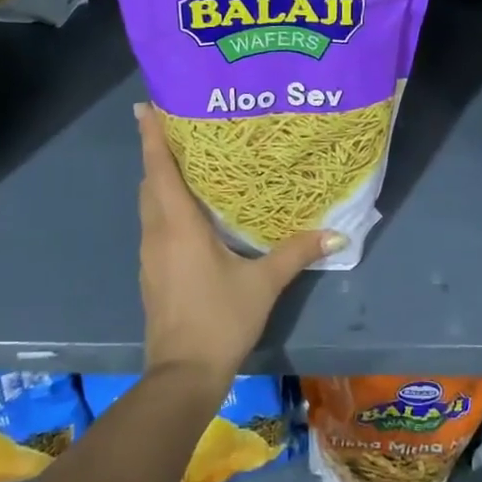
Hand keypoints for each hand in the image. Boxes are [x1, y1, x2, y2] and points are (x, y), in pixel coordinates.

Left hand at [134, 102, 342, 384]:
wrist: (182, 375)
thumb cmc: (220, 319)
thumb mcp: (263, 284)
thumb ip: (296, 253)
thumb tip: (336, 233)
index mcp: (178, 224)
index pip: (159, 168)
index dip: (151, 135)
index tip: (145, 105)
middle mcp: (157, 232)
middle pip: (150, 181)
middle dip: (158, 151)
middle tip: (178, 125)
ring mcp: (150, 254)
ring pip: (149, 203)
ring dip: (159, 179)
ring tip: (186, 160)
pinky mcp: (152, 272)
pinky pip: (154, 224)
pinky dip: (164, 205)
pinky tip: (187, 210)